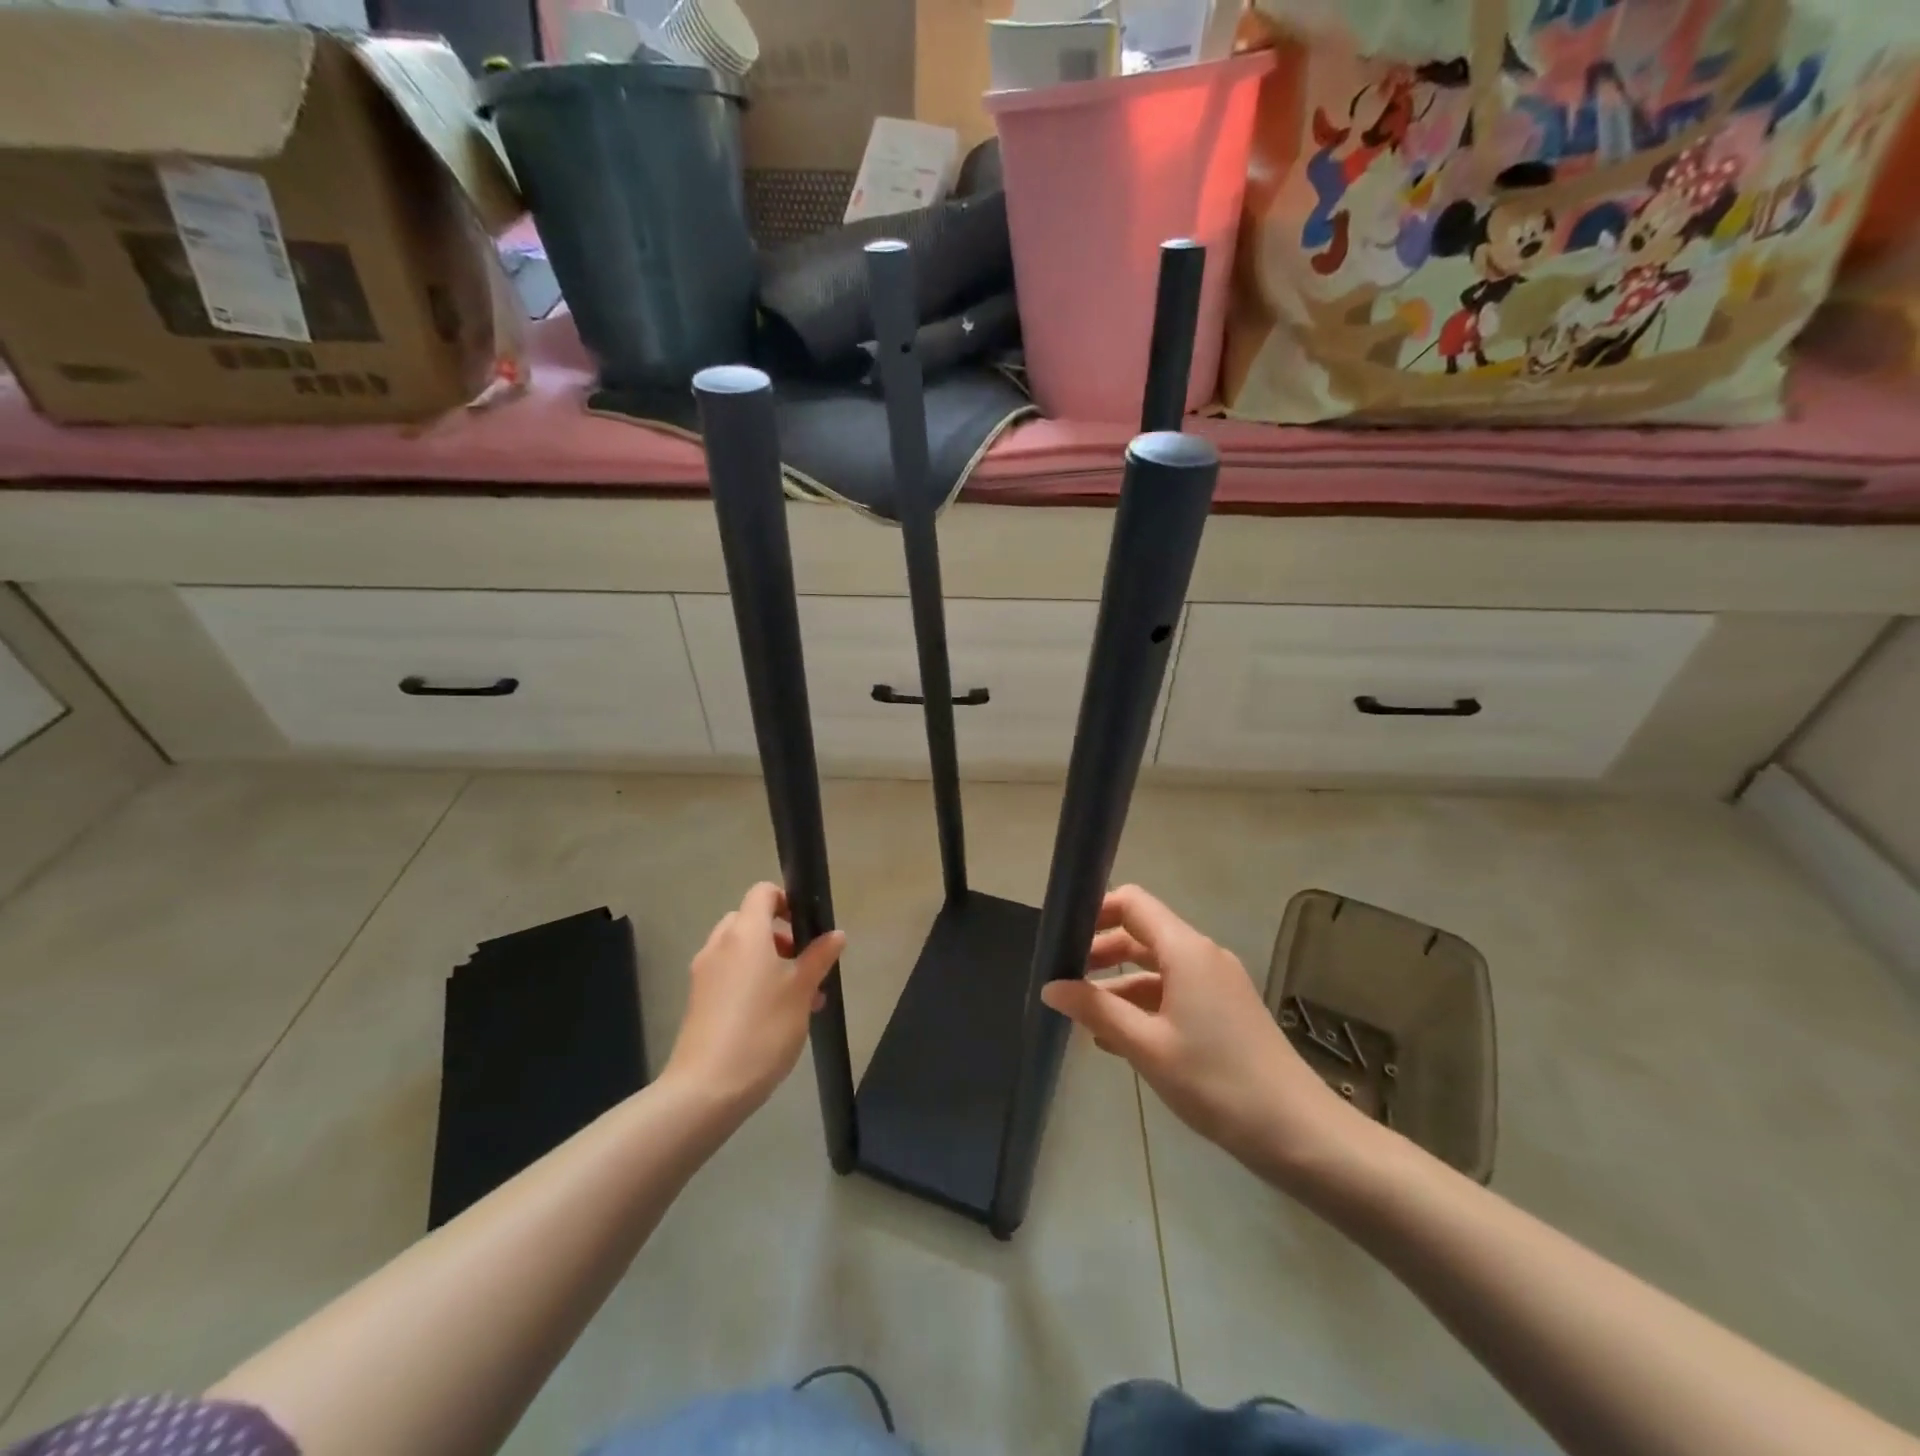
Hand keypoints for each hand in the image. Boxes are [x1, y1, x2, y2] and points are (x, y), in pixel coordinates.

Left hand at [663, 883, 844, 1116]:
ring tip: (800, 998)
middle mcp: (719, 945)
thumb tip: (835, 934)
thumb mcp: (801, 991)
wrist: (707, 1089)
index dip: (786, 900)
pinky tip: (775, 1016)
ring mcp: (704, 973)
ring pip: (741, 951)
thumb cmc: (762, 1029)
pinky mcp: (698, 1000)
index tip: (808, 926)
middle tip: (806, 965)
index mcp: (745, 933)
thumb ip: (819, 957)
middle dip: (780, 936)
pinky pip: (729, 975)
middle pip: (750, 921)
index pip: (762, 893)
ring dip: (769, 962)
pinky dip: (751, 981)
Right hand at [1040, 885, 1350, 1174]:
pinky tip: (1120, 1038)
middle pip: (1142, 934)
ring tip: (1084, 1016)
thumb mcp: (1147, 1047)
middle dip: (1102, 952)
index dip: (1095, 912)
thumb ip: (1096, 1010)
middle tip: (1065, 980)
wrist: (1298, 1133)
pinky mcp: (1225, 1010)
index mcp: (1186, 950)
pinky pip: (1175, 991)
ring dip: (1120, 984)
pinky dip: (1144, 1004)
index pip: (1133, 903)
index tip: (1063, 940)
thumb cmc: (1216, 1082)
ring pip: (1157, 967)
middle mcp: (1202, 955)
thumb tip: (1050, 987)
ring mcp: (1217, 983)